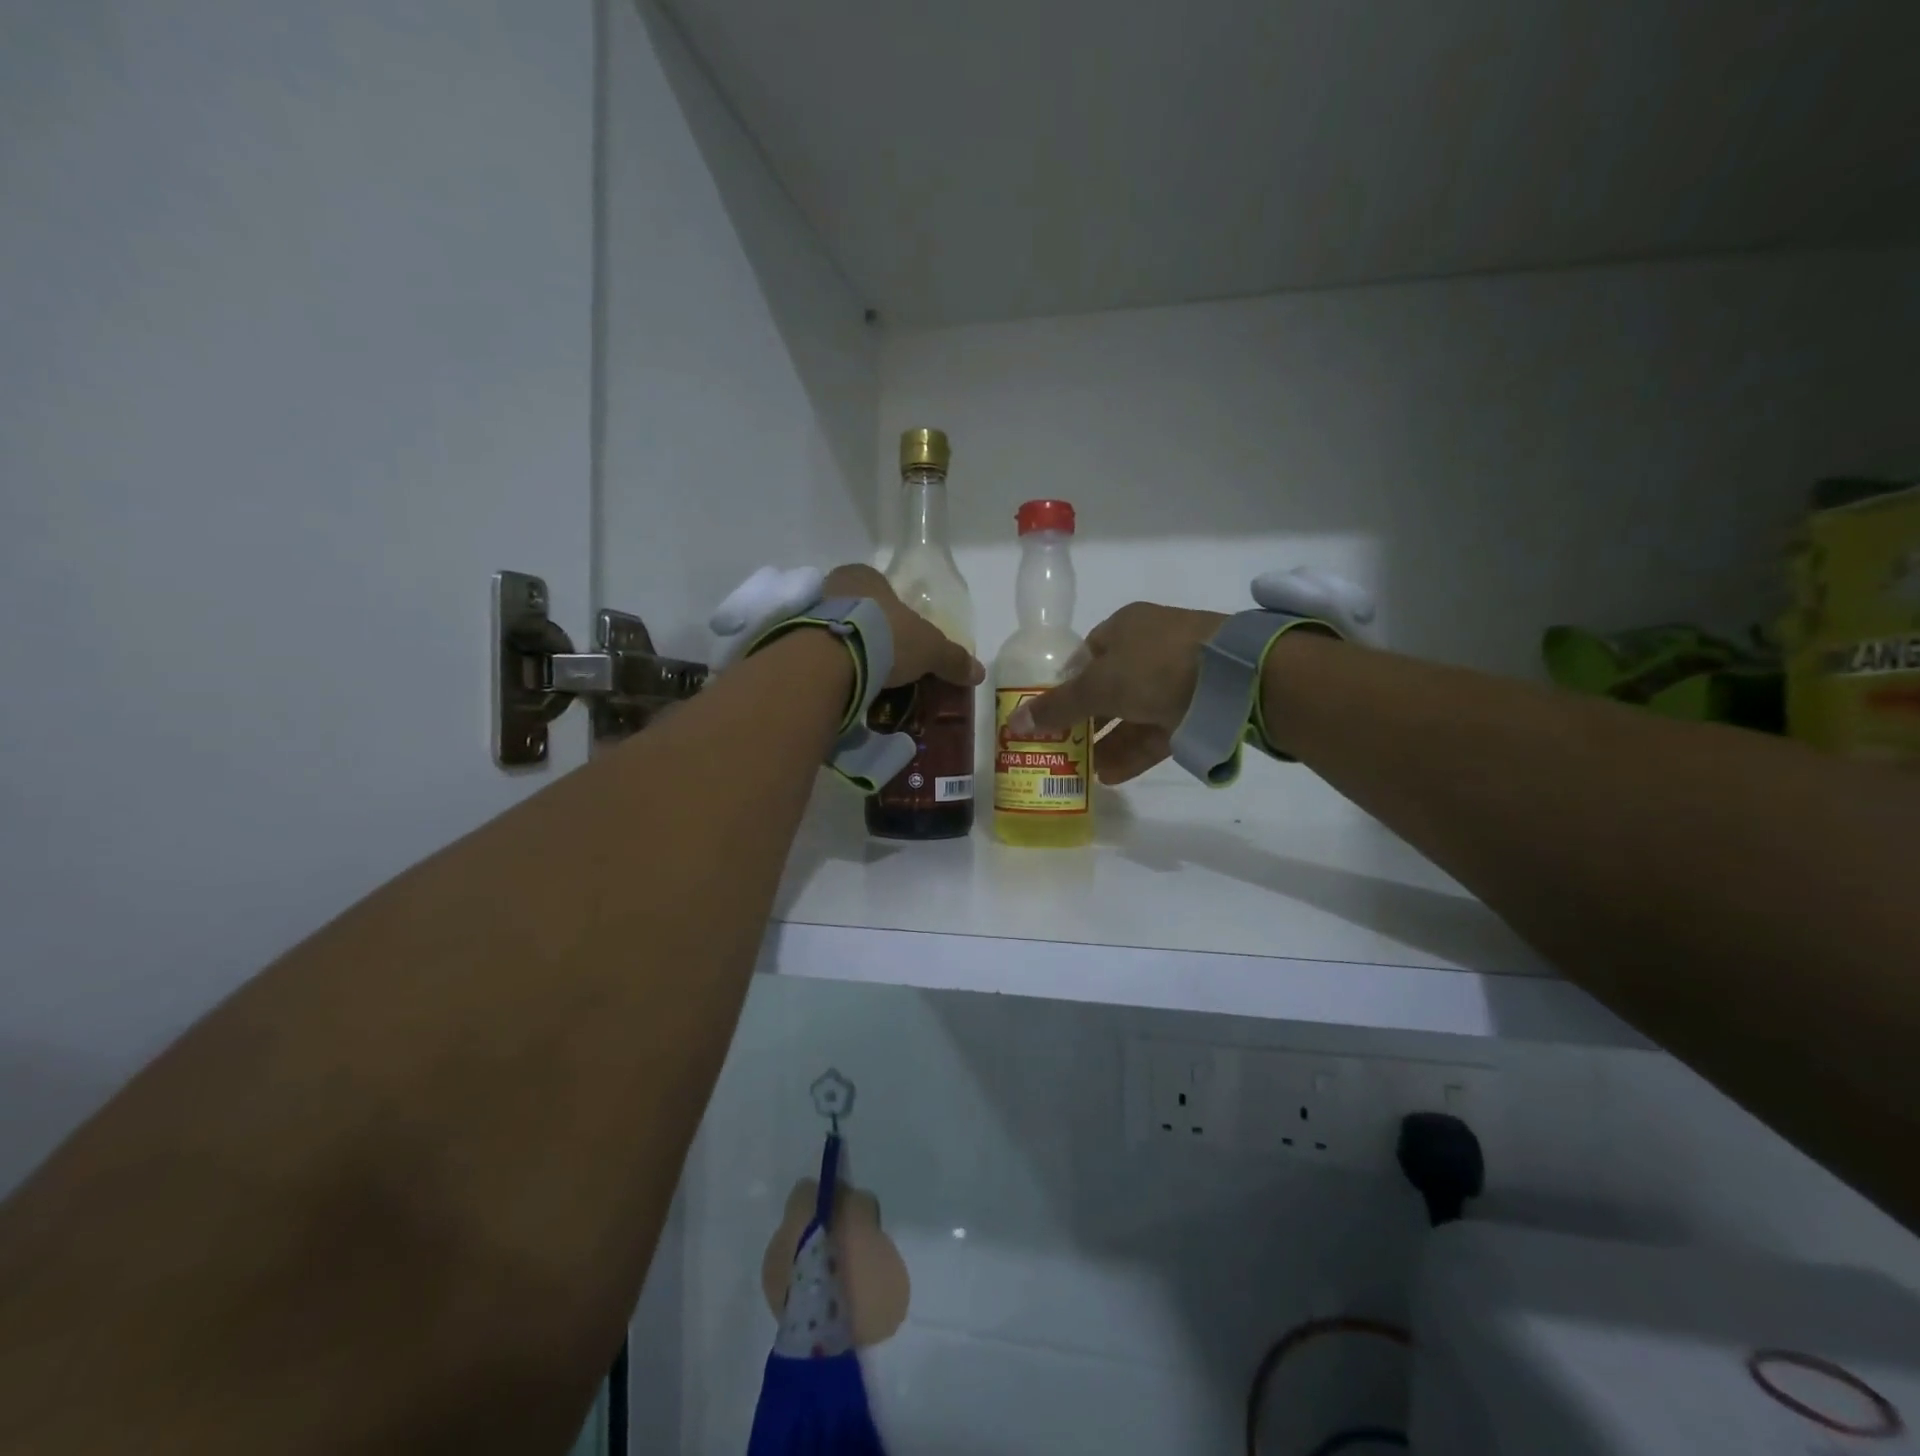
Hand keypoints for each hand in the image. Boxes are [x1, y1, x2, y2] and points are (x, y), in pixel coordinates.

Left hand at [823, 563, 982, 687]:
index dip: (894, 611)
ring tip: (863, 679)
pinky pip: (816, 652)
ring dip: (847, 650)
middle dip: (870, 633)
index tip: (902, 638)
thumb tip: (979, 672)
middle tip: (884, 662)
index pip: (881, 587)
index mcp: (865, 576)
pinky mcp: (790, 639)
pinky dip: (828, 666)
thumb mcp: (930, 648)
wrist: (832, 657)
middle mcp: (832, 586)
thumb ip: (952, 658)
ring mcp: (807, 612)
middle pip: (856, 609)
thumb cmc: (886, 636)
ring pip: (834, 630)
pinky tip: (841, 685)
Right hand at [1008, 602, 1226, 783]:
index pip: (1087, 655)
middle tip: (1062, 748)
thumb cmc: (1154, 666)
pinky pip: (1157, 732)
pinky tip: (1110, 777)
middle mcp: (1150, 648)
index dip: (1066, 684)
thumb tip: (1014, 724)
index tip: (1051, 714)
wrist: (1234, 676)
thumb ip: (1057, 707)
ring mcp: (1177, 677)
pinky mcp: (1197, 708)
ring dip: (1107, 742)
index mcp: (1124, 627)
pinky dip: (1133, 752)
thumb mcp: (1098, 686)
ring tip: (1082, 772)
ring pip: (1133, 713)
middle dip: (1085, 720)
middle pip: (1109, 687)